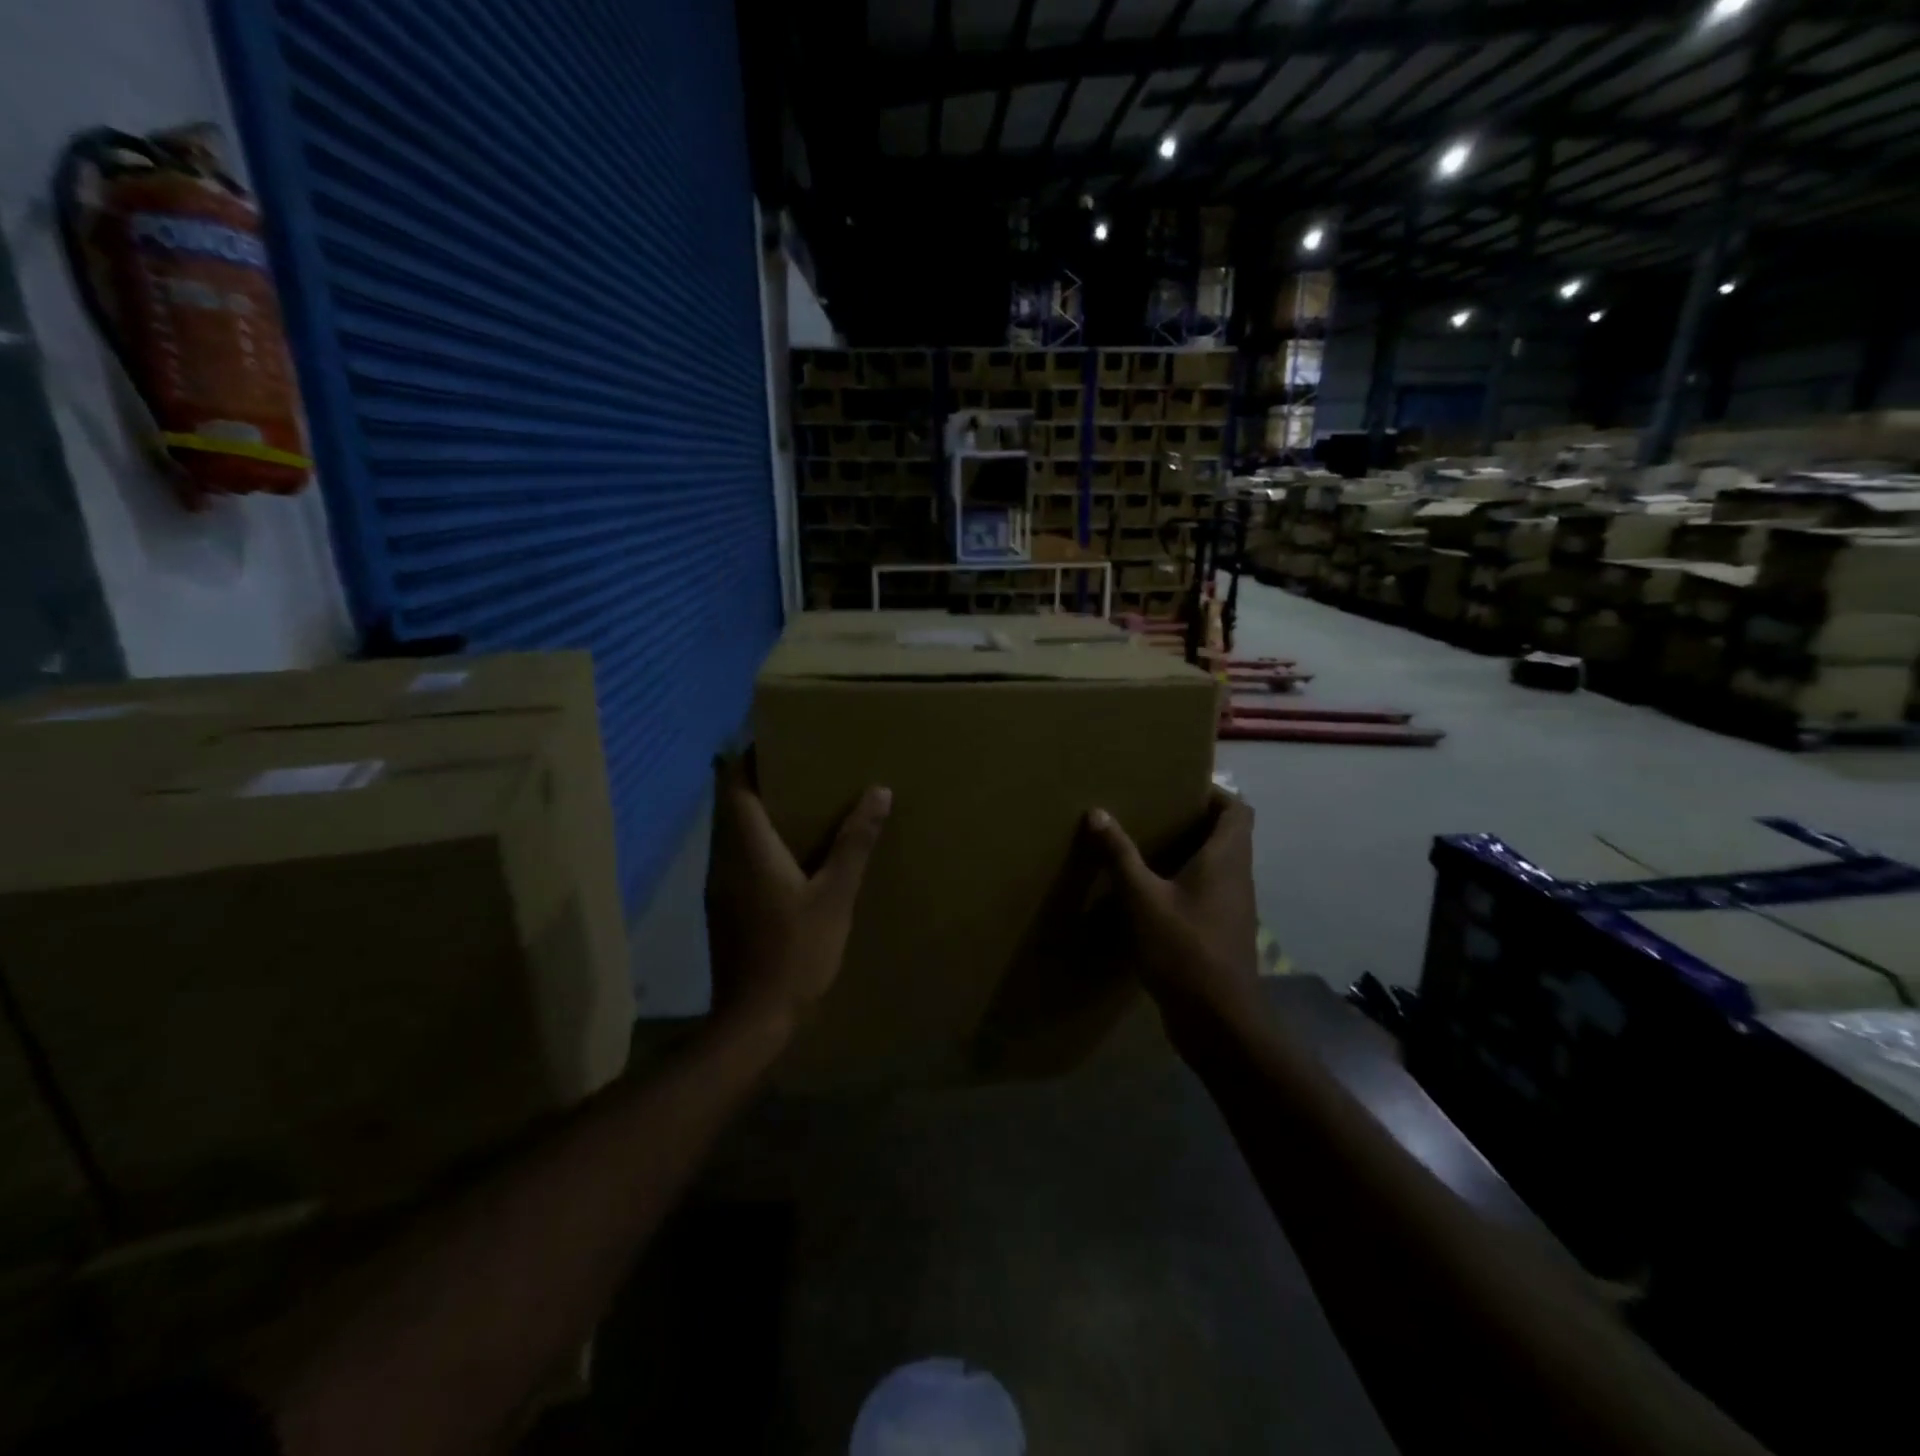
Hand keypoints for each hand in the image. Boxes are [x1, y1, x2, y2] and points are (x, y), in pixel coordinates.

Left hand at [704, 755, 891, 1036]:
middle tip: (798, 767)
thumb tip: (878, 792)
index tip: (776, 740)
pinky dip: (754, 840)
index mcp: (747, 848)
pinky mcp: (722, 908)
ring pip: (730, 832)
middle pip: (729, 804)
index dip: (747, 757)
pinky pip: (734, 856)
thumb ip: (854, 843)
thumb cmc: (796, 953)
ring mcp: (719, 886)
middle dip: (756, 780)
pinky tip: (786, 854)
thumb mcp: (836, 897)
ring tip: (797, 803)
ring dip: (755, 812)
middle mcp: (724, 859)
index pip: (734, 785)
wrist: (753, 1020)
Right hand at [1086, 786, 1261, 1035]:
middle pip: (1227, 835)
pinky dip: (1184, 883)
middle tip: (1152, 813)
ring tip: (1145, 847)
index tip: (1178, 789)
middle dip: (1193, 820)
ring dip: (1188, 853)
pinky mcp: (1222, 931)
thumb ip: (1120, 855)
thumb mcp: (1142, 898)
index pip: (1237, 809)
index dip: (1213, 793)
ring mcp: (1233, 907)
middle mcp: (1237, 876)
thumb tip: (1097, 812)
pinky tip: (1150, 893)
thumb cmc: (1184, 949)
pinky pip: (1207, 892)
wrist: (1219, 1021)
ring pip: (1216, 865)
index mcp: (1227, 858)